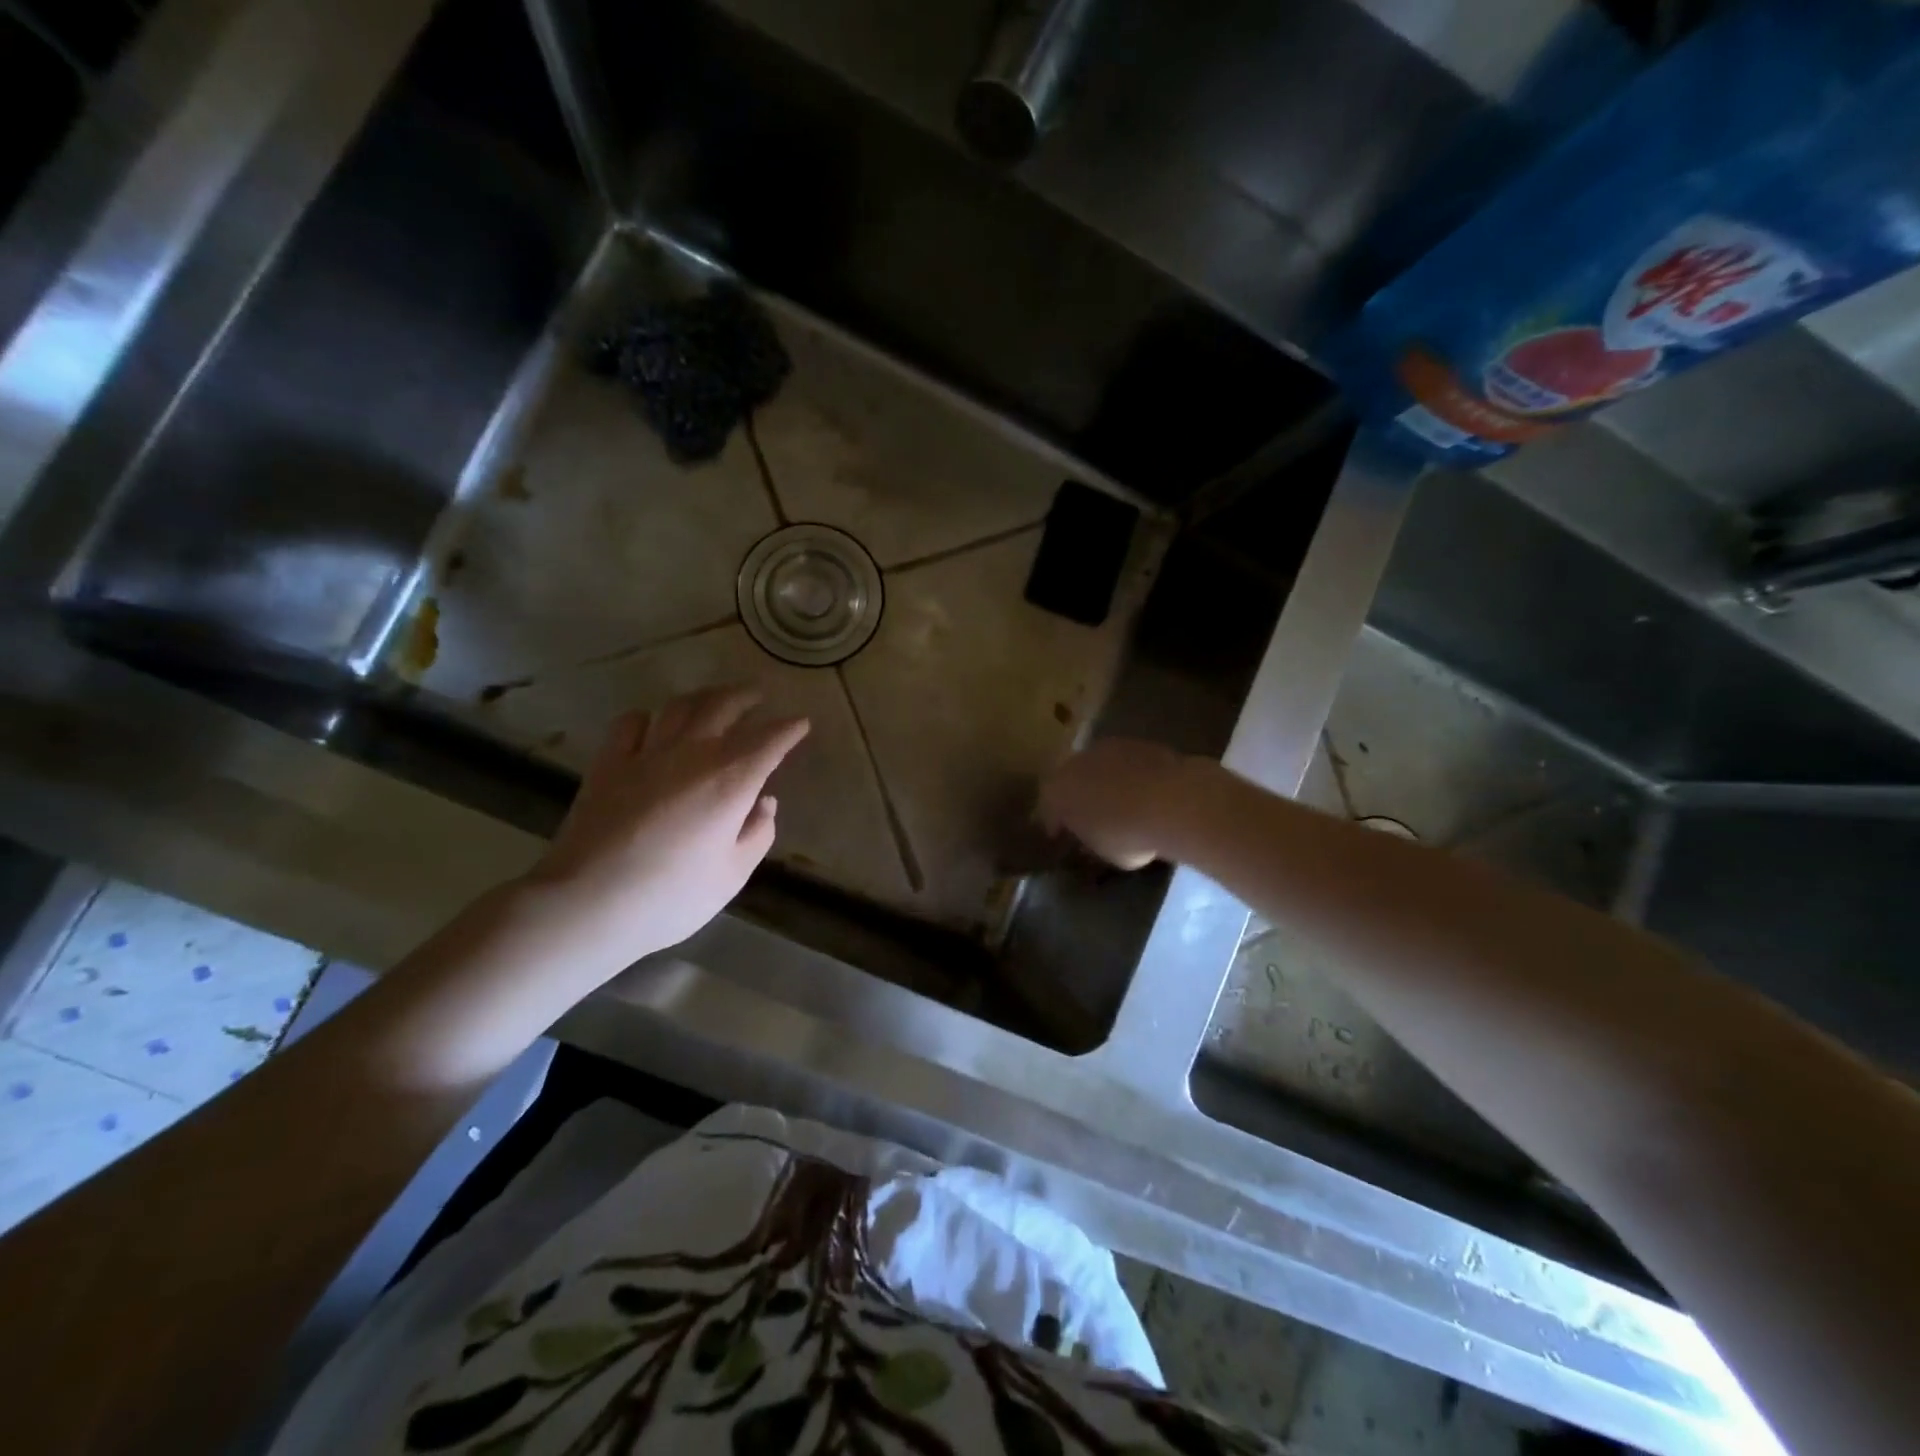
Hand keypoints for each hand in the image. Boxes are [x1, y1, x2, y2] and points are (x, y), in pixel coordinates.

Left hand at [521, 686, 809, 972]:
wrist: (589, 902)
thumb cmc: (672, 895)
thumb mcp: (732, 874)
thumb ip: (757, 834)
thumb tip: (764, 803)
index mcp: (731, 779)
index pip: (770, 740)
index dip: (789, 729)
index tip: (801, 724)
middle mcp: (693, 753)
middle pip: (724, 706)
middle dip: (746, 697)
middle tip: (758, 696)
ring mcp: (646, 753)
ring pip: (680, 706)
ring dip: (703, 697)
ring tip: (714, 700)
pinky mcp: (609, 763)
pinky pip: (632, 723)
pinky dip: (650, 717)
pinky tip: (654, 724)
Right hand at [1038, 738, 1198, 869]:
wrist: (1170, 802)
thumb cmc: (1126, 836)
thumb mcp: (1102, 852)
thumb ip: (1090, 840)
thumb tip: (1090, 839)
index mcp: (1056, 792)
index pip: (1048, 810)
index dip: (1056, 825)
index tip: (1064, 837)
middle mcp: (1074, 764)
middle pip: (1071, 781)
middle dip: (1079, 797)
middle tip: (1091, 816)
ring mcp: (1107, 748)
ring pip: (1099, 768)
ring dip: (1105, 782)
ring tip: (1121, 803)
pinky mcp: (1137, 743)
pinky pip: (1126, 764)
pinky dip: (1131, 776)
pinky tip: (1145, 792)